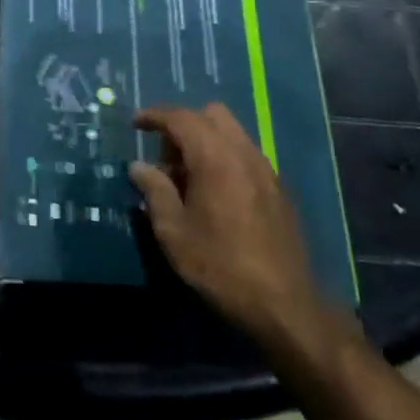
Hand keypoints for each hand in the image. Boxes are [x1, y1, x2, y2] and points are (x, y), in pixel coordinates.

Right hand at [130, 104, 345, 362]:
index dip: (155, 116)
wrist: (283, 304)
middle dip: (184, 125)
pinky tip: (214, 193)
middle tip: (164, 157)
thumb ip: (154, 191)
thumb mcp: (173, 232)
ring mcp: (266, 170)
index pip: (181, 118)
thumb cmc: (219, 266)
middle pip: (212, 115)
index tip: (136, 124)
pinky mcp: (278, 189)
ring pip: (232, 133)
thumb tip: (138, 167)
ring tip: (187, 178)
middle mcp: (244, 154)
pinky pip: (246, 154)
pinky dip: (224, 157)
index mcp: (215, 158)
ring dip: (205, 140)